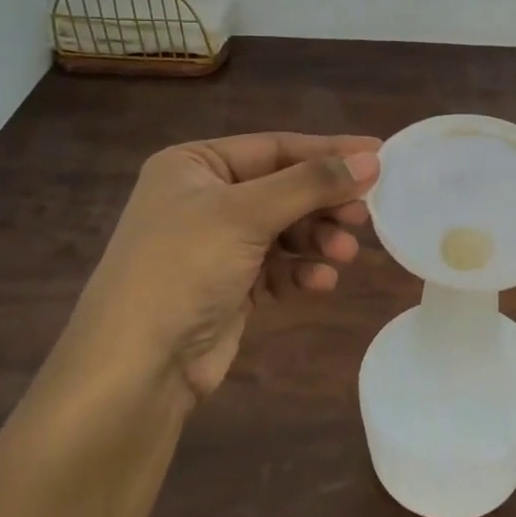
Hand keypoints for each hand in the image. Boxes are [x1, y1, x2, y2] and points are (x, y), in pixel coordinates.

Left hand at [67, 133, 381, 402]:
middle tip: (363, 216)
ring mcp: (216, 244)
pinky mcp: (229, 285)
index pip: (275, 147)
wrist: (136, 369)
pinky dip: (301, 272)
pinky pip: (278, 266)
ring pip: (286, 229)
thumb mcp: (247, 214)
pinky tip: (321, 284)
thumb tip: (372, 160)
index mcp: (194, 165)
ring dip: (317, 240)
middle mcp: (204, 198)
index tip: (379, 156)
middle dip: (324, 204)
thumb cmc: (184, 269)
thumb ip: (312, 183)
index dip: (328, 151)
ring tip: (344, 255)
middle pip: (284, 188)